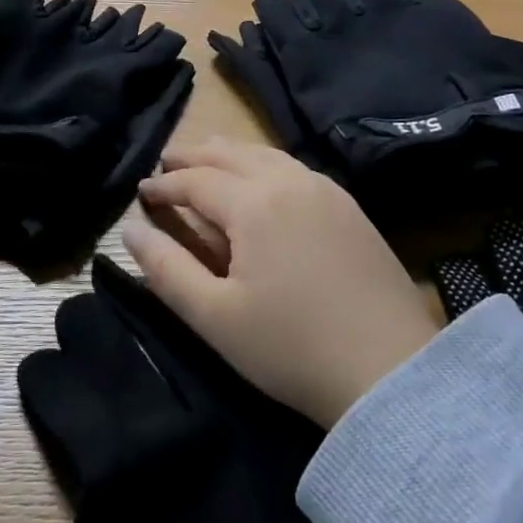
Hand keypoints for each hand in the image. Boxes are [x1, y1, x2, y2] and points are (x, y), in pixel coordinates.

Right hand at [125, 140, 438, 427]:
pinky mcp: (349, 207)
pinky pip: (294, 167)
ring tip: (208, 158)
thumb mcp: (215, 317)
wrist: (390, 369)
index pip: (195, 180)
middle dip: (194, 155)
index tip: (141, 192)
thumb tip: (131, 229)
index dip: (164, 185)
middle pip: (231, 154)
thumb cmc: (291, 347)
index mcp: (253, 203)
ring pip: (266, 155)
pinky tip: (263, 178)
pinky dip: (265, 163)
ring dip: (231, 153)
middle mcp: (289, 181)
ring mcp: (325, 190)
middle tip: (167, 160)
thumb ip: (166, 269)